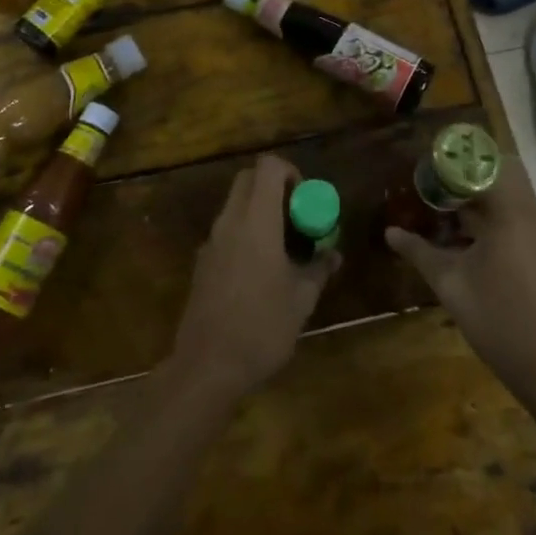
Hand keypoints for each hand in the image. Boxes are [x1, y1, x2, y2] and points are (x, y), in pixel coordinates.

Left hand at [167, 155, 341, 405]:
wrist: (207, 367)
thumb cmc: (261, 327)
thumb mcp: (302, 300)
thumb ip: (318, 269)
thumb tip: (333, 254)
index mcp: (256, 221)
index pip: (267, 167)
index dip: (290, 172)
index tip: (305, 198)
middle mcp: (230, 222)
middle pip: (248, 180)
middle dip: (273, 187)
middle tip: (296, 216)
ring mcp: (211, 242)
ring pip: (235, 205)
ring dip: (259, 211)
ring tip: (283, 246)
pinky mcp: (202, 263)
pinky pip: (226, 231)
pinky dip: (245, 233)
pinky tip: (260, 271)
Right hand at [386, 158, 535, 398]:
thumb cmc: (498, 318)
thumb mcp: (450, 283)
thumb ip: (419, 252)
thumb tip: (390, 232)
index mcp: (511, 212)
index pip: (485, 163)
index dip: (454, 162)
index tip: (427, 169)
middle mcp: (530, 214)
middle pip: (500, 173)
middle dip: (466, 177)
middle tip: (434, 189)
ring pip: (507, 197)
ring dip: (477, 199)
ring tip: (441, 214)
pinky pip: (515, 218)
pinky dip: (490, 218)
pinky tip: (462, 241)